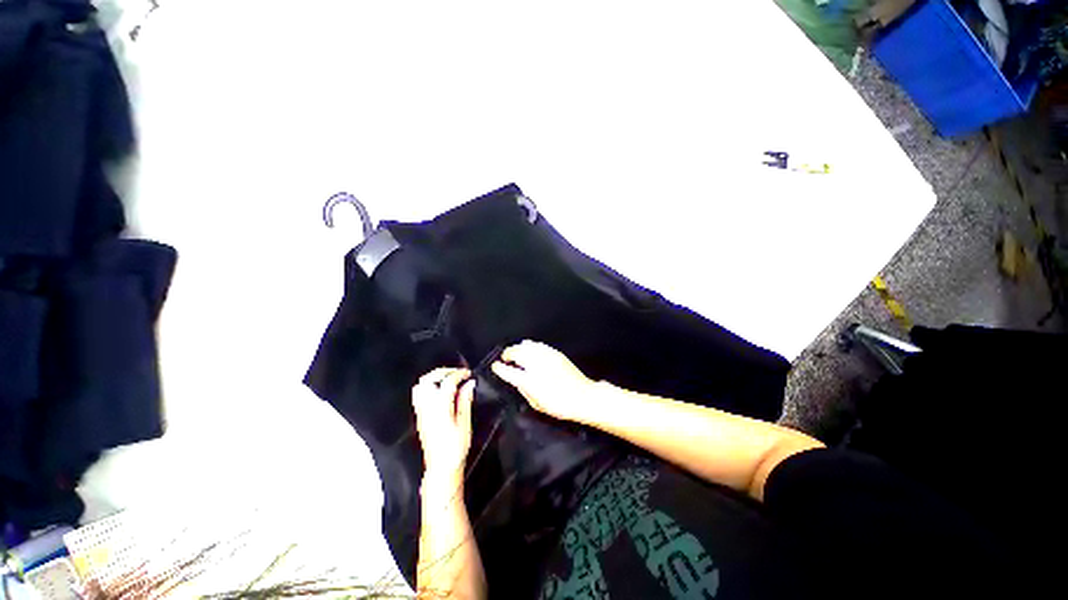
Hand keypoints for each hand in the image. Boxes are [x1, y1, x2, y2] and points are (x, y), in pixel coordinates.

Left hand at [412, 368, 475, 487]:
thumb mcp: (465, 423)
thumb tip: (469, 383)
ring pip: (421, 385)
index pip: (447, 382)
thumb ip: (465, 400)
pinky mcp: (419, 415)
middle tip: (458, 373)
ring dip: (434, 377)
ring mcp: (421, 411)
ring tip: (448, 379)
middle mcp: (427, 406)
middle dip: (444, 372)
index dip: (459, 374)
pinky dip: (428, 386)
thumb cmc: (456, 447)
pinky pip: (418, 394)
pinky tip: (439, 390)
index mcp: (440, 407)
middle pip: (430, 379)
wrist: (441, 467)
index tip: (469, 373)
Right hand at [491, 340, 596, 422]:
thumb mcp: (537, 404)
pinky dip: (531, 346)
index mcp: (529, 381)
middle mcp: (536, 365)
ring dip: (518, 348)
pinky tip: (530, 350)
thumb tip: (517, 381)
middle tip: (505, 358)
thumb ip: (524, 390)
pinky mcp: (555, 353)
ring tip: (516, 353)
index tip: (495, 366)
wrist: (582, 396)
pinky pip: (539, 345)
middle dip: (508, 353)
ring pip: (527, 345)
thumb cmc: (559, 405)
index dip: (499, 367)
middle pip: (516, 352)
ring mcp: (546, 356)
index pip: (508, 371)